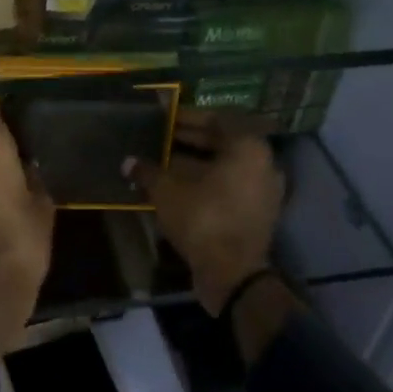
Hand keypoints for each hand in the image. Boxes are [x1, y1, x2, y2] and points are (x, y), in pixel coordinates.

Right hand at [129, 111, 283, 315]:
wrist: (232, 274)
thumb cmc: (202, 218)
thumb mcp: (167, 190)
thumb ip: (148, 171)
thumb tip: (128, 162)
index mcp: (248, 147)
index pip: (218, 118)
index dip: (188, 116)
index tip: (165, 119)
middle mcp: (263, 163)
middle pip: (223, 141)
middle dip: (190, 139)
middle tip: (160, 138)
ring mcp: (264, 190)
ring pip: (226, 166)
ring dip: (196, 162)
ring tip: (163, 162)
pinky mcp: (257, 213)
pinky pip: (230, 186)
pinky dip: (206, 182)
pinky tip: (177, 186)